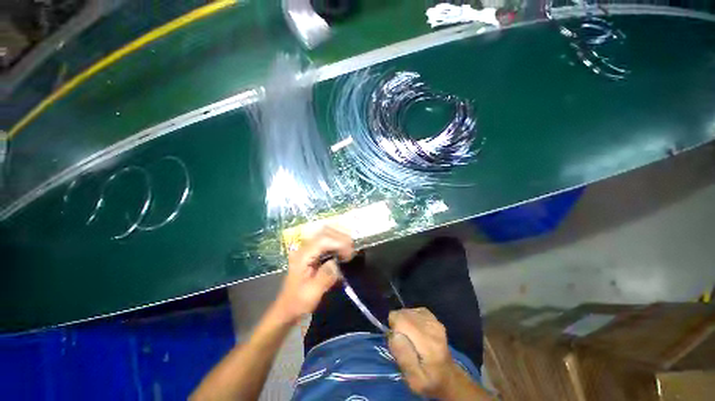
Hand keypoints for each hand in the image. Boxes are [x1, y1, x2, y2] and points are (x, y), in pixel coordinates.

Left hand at [273, 226, 354, 323]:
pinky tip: (344, 248)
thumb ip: (325, 276)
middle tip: (353, 248)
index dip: (339, 243)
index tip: (350, 253)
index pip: (323, 240)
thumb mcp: (312, 293)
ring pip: (326, 234)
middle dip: (341, 237)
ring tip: (350, 247)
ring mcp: (308, 249)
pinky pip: (326, 241)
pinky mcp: (312, 253)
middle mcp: (305, 248)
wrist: (288, 308)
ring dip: (339, 237)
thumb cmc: (299, 302)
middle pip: (325, 232)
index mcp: (302, 256)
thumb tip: (336, 263)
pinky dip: (337, 241)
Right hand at [388, 308, 458, 398]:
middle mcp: (433, 326)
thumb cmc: (429, 381)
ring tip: (409, 338)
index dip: (394, 328)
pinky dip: (410, 318)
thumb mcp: (414, 380)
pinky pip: (413, 310)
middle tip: (403, 343)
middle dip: (398, 325)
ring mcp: (434, 319)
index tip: (397, 342)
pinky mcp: (432, 316)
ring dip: (403, 322)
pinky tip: (413, 330)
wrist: (448, 378)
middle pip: (403, 313)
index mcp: (429, 343)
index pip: (401, 319)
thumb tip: (395, 334)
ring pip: (407, 310)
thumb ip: (404, 358)